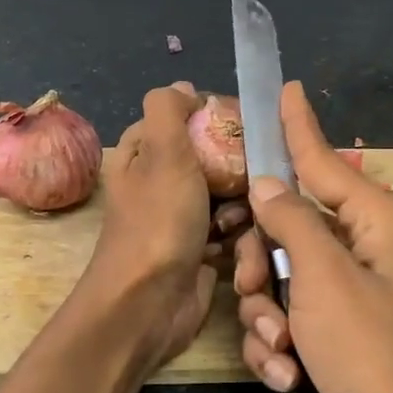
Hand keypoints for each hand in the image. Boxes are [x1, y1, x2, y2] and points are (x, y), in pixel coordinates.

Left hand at [79, 82, 249, 375]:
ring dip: (239, 208)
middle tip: (249, 180)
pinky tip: (238, 248)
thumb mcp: (162, 152)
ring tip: (235, 223)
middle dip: (236, 170)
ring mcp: (180, 218)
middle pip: (213, 158)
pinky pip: (230, 230)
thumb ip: (169, 111)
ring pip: (228, 195)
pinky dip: (237, 237)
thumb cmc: (157, 221)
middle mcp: (160, 181)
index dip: (217, 119)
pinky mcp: (199, 250)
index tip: (249, 127)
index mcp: (143, 153)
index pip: (186, 119)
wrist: (148, 304)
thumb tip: (184, 88)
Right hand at [233, 81, 392, 392]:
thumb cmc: (369, 351)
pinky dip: (278, 345)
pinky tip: (288, 373)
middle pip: (288, 226)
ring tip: (280, 345)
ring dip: (267, 313)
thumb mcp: (324, 275)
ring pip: (278, 276)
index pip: (325, 161)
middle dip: (262, 261)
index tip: (286, 88)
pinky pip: (285, 318)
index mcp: (379, 221)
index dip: (299, 126)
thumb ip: (291, 218)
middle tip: (256, 286)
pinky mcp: (332, 335)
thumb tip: (268, 181)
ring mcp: (348, 296)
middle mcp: (365, 250)